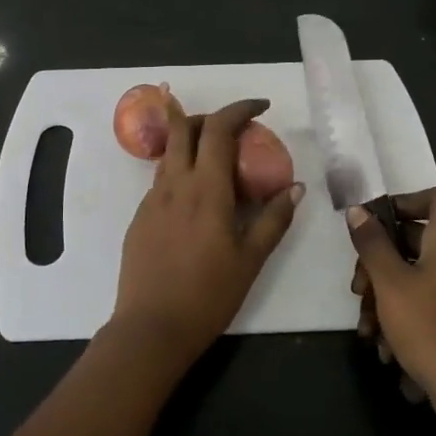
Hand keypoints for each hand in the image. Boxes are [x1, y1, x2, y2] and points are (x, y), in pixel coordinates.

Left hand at [112, 97, 303, 365]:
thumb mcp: (251, 259)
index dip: (240, 109)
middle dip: (210, 116)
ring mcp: (152, 200)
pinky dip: (182, 171)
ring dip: (193, 142)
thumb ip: (274, 219)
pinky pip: (162, 179)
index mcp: (205, 189)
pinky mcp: (139, 217)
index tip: (261, 107)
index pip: (218, 129)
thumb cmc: (208, 295)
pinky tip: (198, 200)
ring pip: (170, 153)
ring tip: (219, 163)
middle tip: (235, 130)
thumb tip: (295, 188)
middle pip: (184, 128)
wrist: (151, 328)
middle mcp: (174, 184)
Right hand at [347, 187, 435, 435]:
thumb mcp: (390, 283)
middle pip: (419, 240)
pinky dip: (404, 316)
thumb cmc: (430, 327)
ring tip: (367, 328)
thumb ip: (372, 244)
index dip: (407, 200)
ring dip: (386, 296)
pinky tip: (386, 348)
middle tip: (358, 287)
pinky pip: (429, 302)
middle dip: (380, 261)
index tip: (376, 223)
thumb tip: (358, 211)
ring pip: (418, 276)